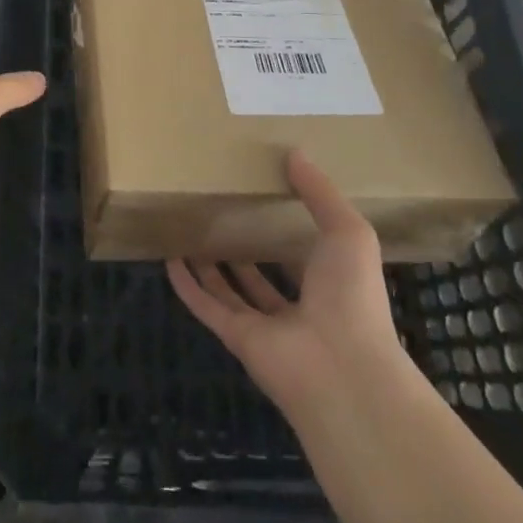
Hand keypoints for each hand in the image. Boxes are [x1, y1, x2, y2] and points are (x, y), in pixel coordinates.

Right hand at [169, 150, 407, 416]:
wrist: (342, 370)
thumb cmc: (352, 296)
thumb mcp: (348, 232)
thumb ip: (321, 193)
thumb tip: (294, 153)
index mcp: (328, 283)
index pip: (303, 255)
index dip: (285, 231)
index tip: (265, 200)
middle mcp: (297, 307)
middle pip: (264, 276)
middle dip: (246, 250)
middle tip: (221, 215)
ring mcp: (265, 327)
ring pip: (232, 292)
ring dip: (213, 267)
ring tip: (192, 233)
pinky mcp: (237, 339)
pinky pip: (207, 307)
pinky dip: (188, 287)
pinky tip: (170, 260)